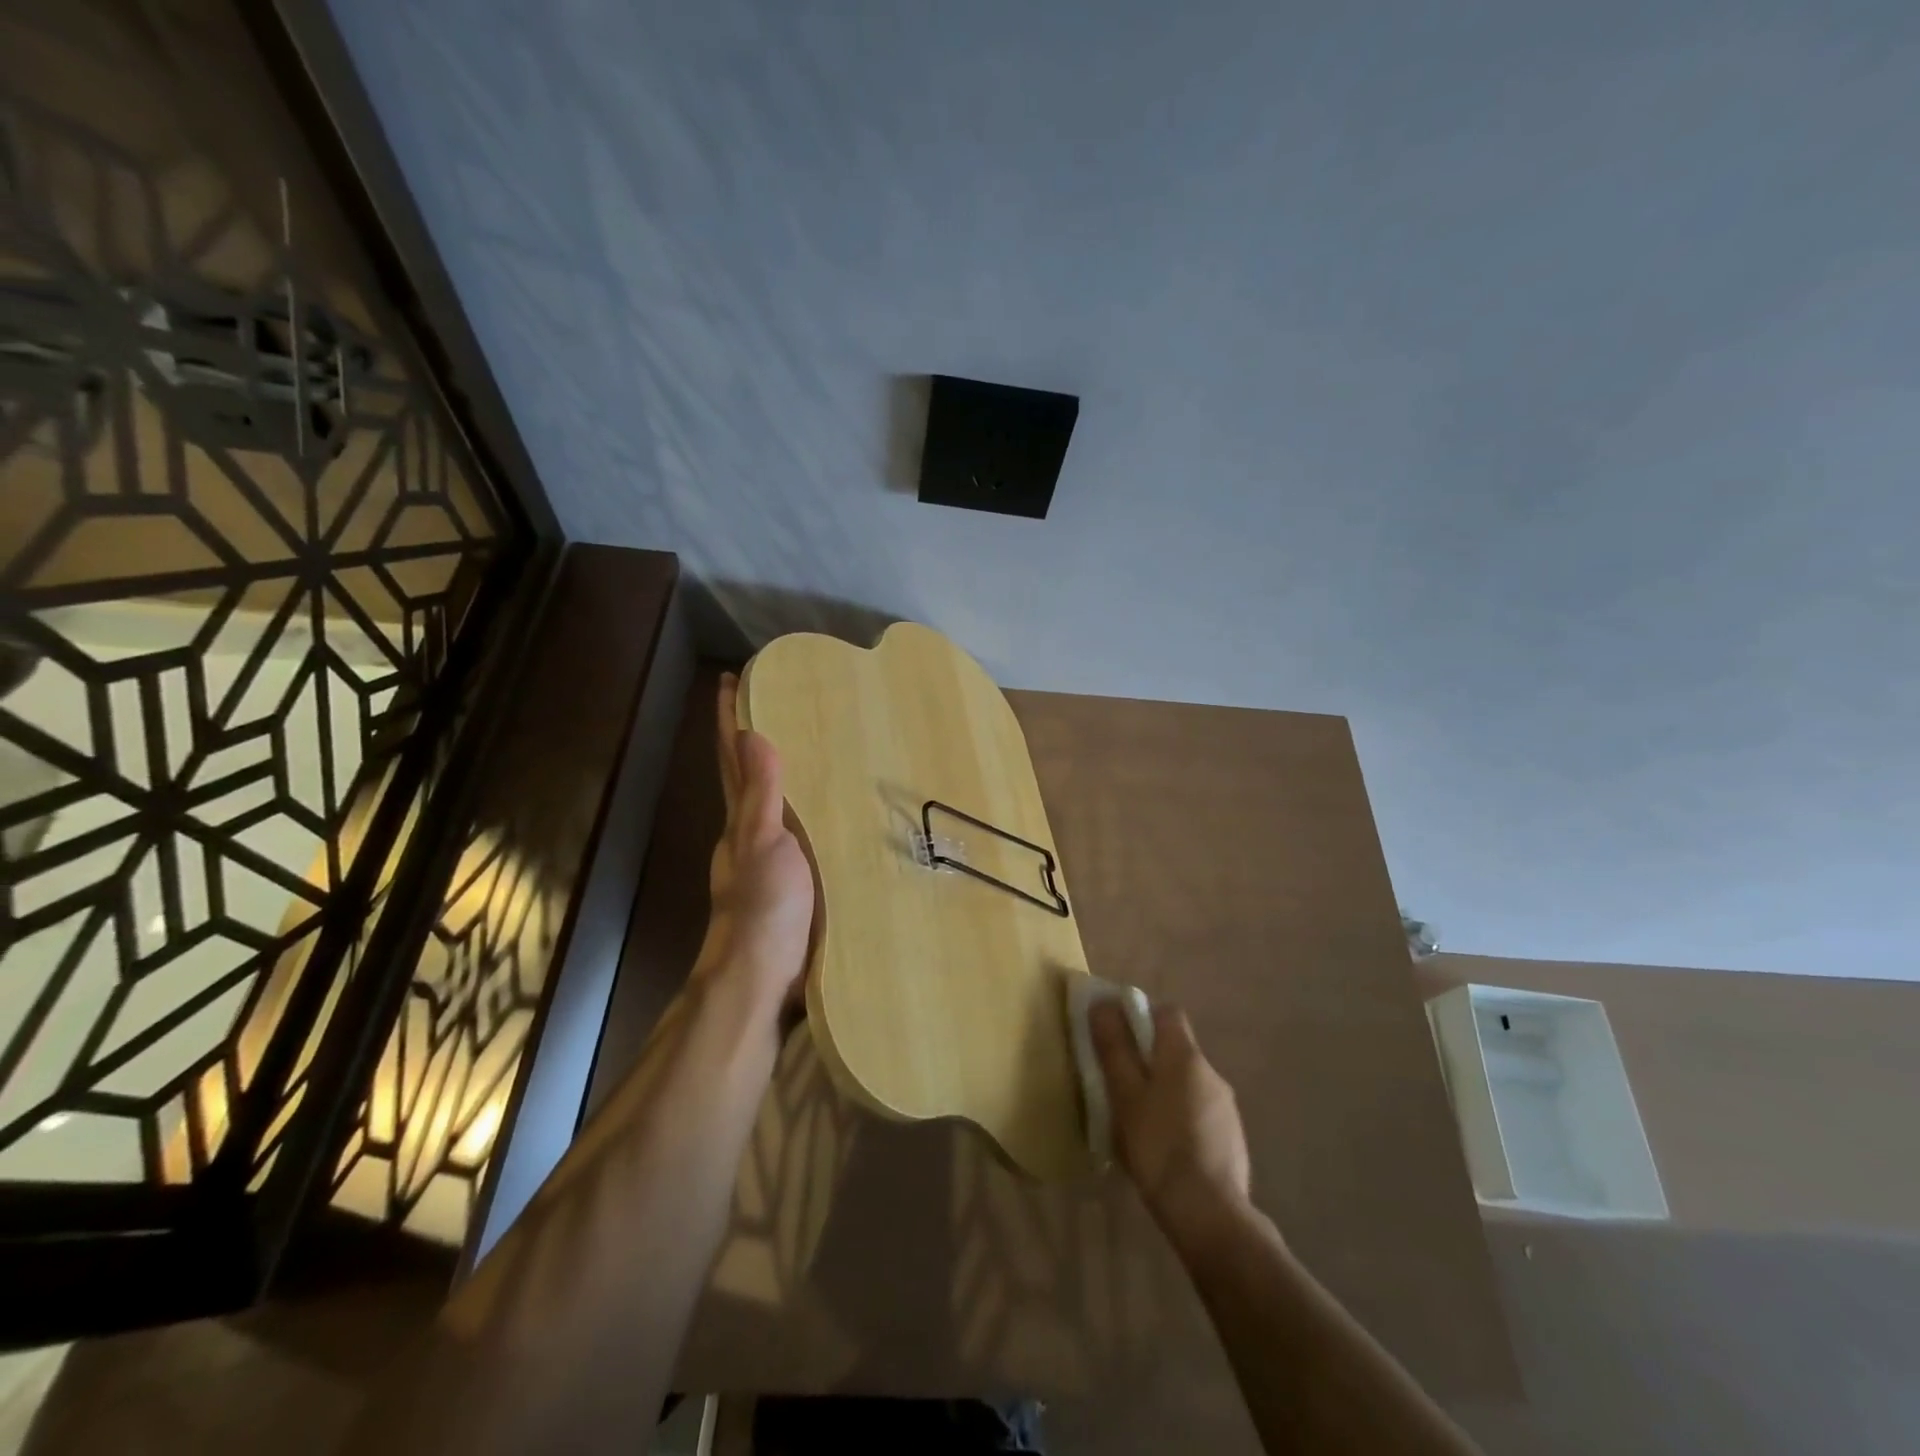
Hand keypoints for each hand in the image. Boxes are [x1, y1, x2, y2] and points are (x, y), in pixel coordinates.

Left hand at [696, 674, 815, 1020]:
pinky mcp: (795, 883)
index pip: (733, 759)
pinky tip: (834, 812)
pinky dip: (809, 810)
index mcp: (740, 820)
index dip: (730, 719)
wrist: (763, 980)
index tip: (733, 678)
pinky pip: (802, 833)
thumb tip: (752, 734)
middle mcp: (750, 835)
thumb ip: (762, 795)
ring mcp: (770, 861)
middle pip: (748, 777)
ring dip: (784, 773)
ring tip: (813, 745)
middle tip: (780, 701)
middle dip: (755, 739)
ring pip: (775, 805)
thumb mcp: (764, 844)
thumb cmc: (763, 908)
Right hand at [1092, 1002, 1252, 1246]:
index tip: (1118, 1039)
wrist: (1209, 1214)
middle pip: (1176, 1049)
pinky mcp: (1231, 1139)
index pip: (1167, 1012)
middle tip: (1120, 1086)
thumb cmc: (1159, 1145)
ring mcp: (1226, 1107)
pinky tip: (1163, 1150)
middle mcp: (1211, 1072)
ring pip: (1187, 1083)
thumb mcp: (1125, 1094)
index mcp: (1185, 1055)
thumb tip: (1103, 1003)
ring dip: (1164, 1092)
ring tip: (1138, 1123)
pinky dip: (1179, 1119)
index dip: (1141, 1017)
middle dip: (1148, 1059)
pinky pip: (1198, 1113)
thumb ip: (1114, 1047)